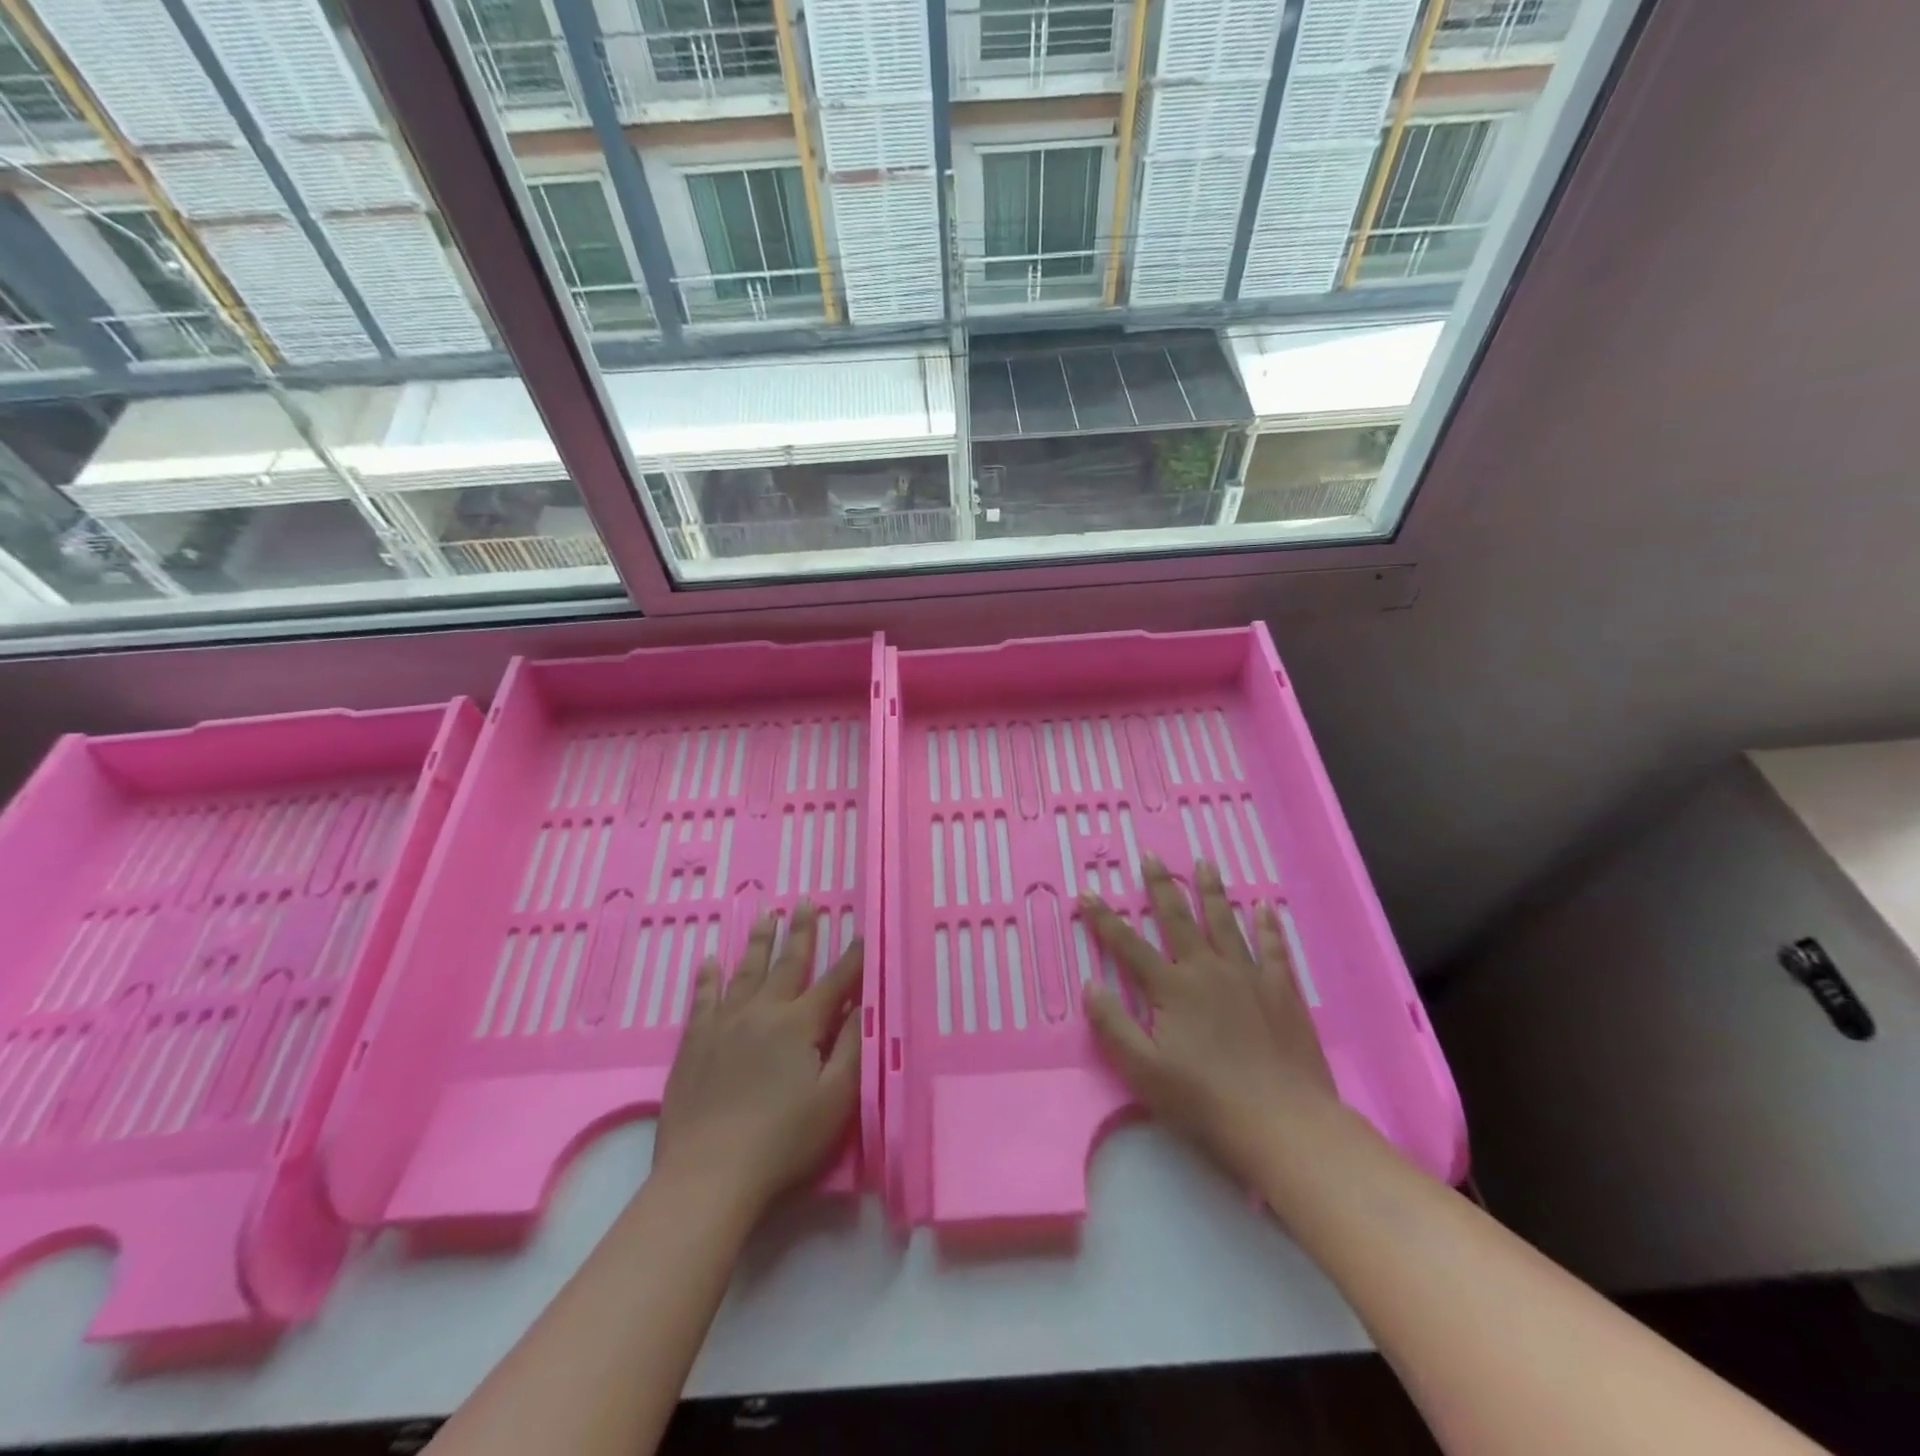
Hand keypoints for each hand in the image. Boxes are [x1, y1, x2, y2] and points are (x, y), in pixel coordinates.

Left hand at [651, 902, 861, 1222]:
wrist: (708, 1175)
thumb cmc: (783, 1141)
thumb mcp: (835, 1099)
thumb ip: (850, 1047)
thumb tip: (862, 1004)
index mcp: (800, 1024)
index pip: (835, 982)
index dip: (853, 957)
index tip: (863, 931)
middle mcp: (762, 1012)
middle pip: (787, 964)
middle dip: (801, 932)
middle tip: (804, 901)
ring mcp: (724, 1025)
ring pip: (745, 972)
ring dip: (758, 942)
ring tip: (765, 915)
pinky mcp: (694, 1044)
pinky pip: (703, 999)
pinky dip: (708, 978)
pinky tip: (709, 961)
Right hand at [1080, 855, 1340, 1185]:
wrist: (1282, 1122)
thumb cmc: (1205, 1101)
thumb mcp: (1143, 1070)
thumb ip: (1113, 1025)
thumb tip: (1090, 984)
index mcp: (1172, 988)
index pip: (1128, 945)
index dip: (1104, 919)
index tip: (1088, 892)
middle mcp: (1207, 969)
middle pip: (1178, 919)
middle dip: (1160, 886)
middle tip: (1151, 856)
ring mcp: (1248, 976)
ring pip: (1225, 922)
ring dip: (1211, 891)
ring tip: (1204, 863)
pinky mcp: (1282, 990)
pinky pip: (1272, 947)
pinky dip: (1267, 924)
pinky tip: (1264, 905)